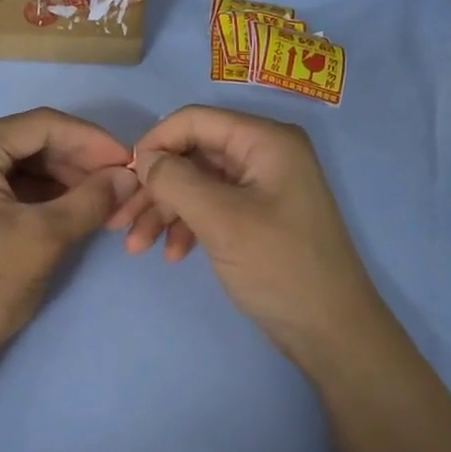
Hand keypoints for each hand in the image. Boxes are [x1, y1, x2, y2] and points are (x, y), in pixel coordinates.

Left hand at [0, 108, 138, 379]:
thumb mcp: (45, 239)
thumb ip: (92, 199)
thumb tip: (130, 176)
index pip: (39, 125)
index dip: (91, 140)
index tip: (131, 161)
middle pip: (24, 142)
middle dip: (75, 163)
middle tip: (118, 186)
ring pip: (13, 164)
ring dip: (57, 180)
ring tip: (100, 201)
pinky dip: (33, 194)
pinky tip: (66, 208)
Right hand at [112, 105, 386, 371]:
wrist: (330, 330)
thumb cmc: (279, 266)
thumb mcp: (221, 219)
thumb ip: (175, 180)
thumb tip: (143, 158)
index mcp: (265, 141)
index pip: (195, 121)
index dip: (155, 143)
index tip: (124, 179)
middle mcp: (264, 154)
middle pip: (192, 154)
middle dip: (154, 188)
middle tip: (121, 223)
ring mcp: (261, 187)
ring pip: (197, 184)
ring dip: (164, 212)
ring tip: (137, 247)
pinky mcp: (257, 216)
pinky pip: (211, 208)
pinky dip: (187, 226)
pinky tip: (173, 255)